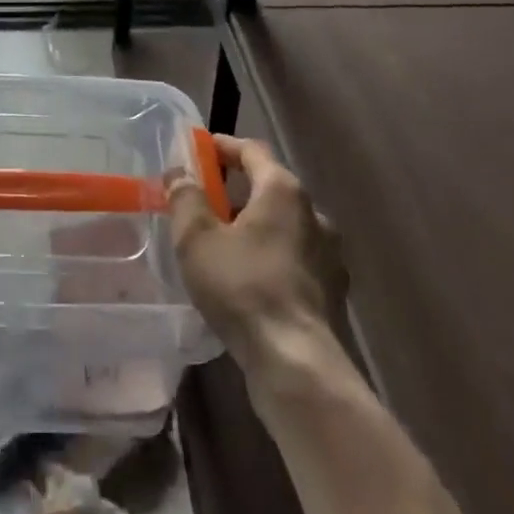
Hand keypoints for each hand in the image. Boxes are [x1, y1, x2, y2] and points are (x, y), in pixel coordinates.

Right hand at [169, 135, 347, 371]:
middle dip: (236, 191)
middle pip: (270, 188)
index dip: (223, 147)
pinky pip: (296, 260)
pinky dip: (272, 259)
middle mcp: (313, 212)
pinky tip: (251, 283)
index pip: (252, 150)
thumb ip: (185, 198)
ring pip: (285, 226)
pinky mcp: (333, 292)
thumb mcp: (197, 239)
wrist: (299, 366)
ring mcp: (329, 254)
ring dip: (256, 228)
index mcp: (282, 190)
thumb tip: (179, 173)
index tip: (198, 152)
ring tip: (224, 248)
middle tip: (205, 204)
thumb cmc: (244, 288)